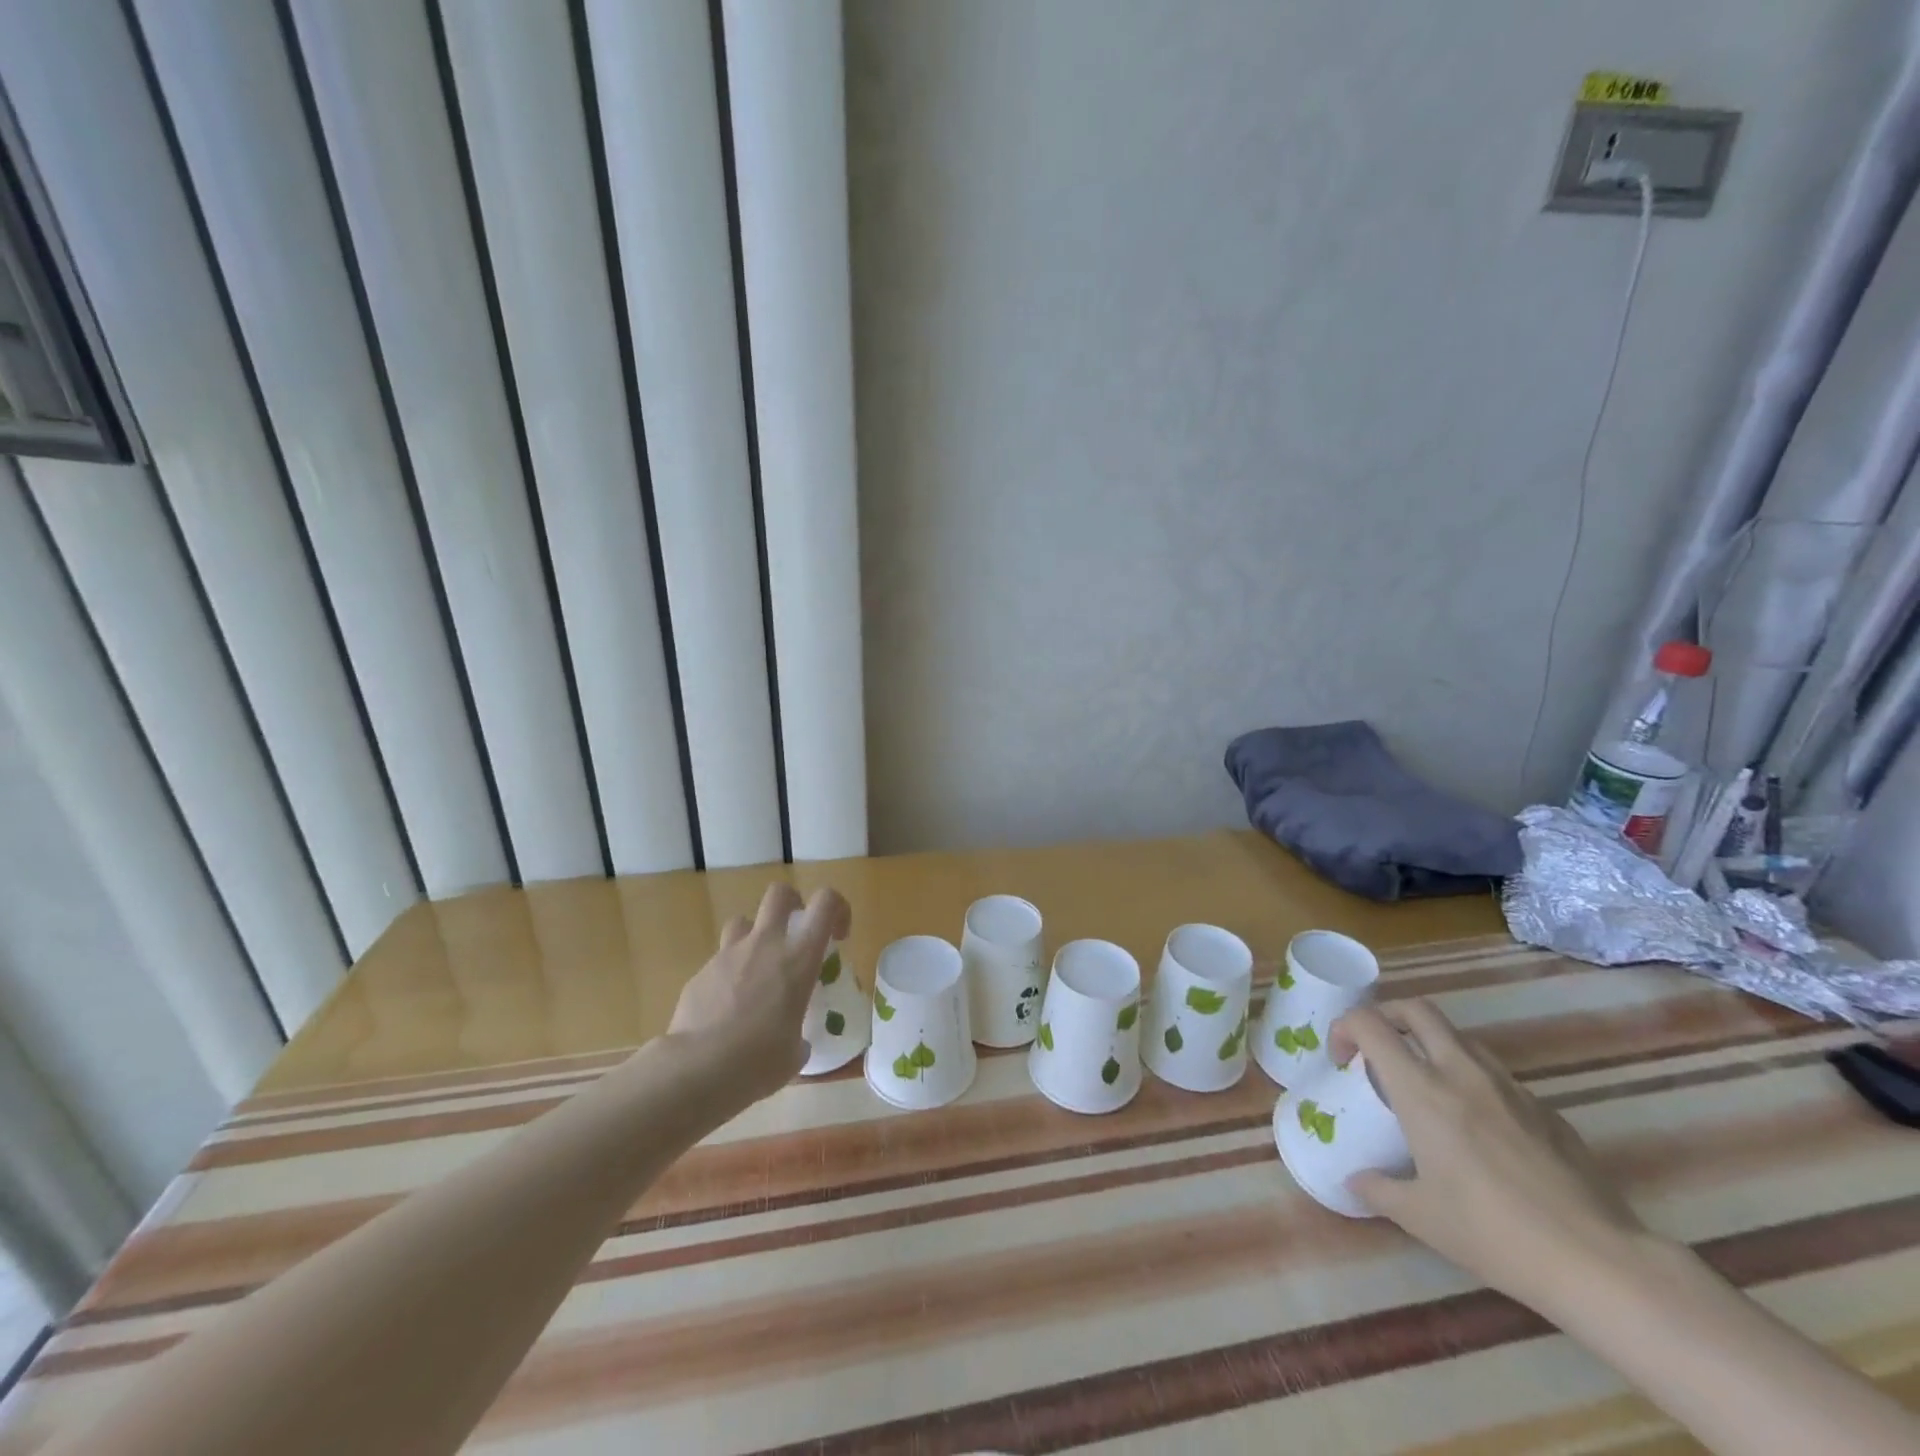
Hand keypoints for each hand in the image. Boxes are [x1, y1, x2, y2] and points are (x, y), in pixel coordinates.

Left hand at [666, 882, 850, 1107]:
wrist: (696, 1070)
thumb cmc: (759, 1061)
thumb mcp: (794, 1053)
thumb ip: (799, 1038)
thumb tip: (796, 1046)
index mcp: (799, 958)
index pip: (826, 902)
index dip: (837, 909)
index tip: (838, 936)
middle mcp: (765, 945)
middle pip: (779, 894)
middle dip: (791, 904)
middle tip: (794, 934)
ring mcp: (728, 955)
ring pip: (742, 922)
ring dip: (754, 937)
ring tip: (756, 970)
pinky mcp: (699, 973)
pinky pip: (719, 962)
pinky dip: (727, 976)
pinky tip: (725, 1009)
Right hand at [1330, 1000, 1647, 1314]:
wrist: (1600, 1263)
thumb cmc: (1494, 1234)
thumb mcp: (1421, 1218)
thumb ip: (1378, 1189)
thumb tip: (1357, 1179)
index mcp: (1422, 1090)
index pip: (1370, 1024)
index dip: (1345, 1027)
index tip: (1341, 1058)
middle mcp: (1463, 1073)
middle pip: (1418, 1009)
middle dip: (1388, 1016)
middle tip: (1377, 1049)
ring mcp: (1511, 1088)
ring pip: (1461, 1037)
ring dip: (1432, 1045)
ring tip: (1427, 1087)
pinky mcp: (1547, 1110)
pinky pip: (1498, 1077)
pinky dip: (1474, 1082)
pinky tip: (1482, 1130)